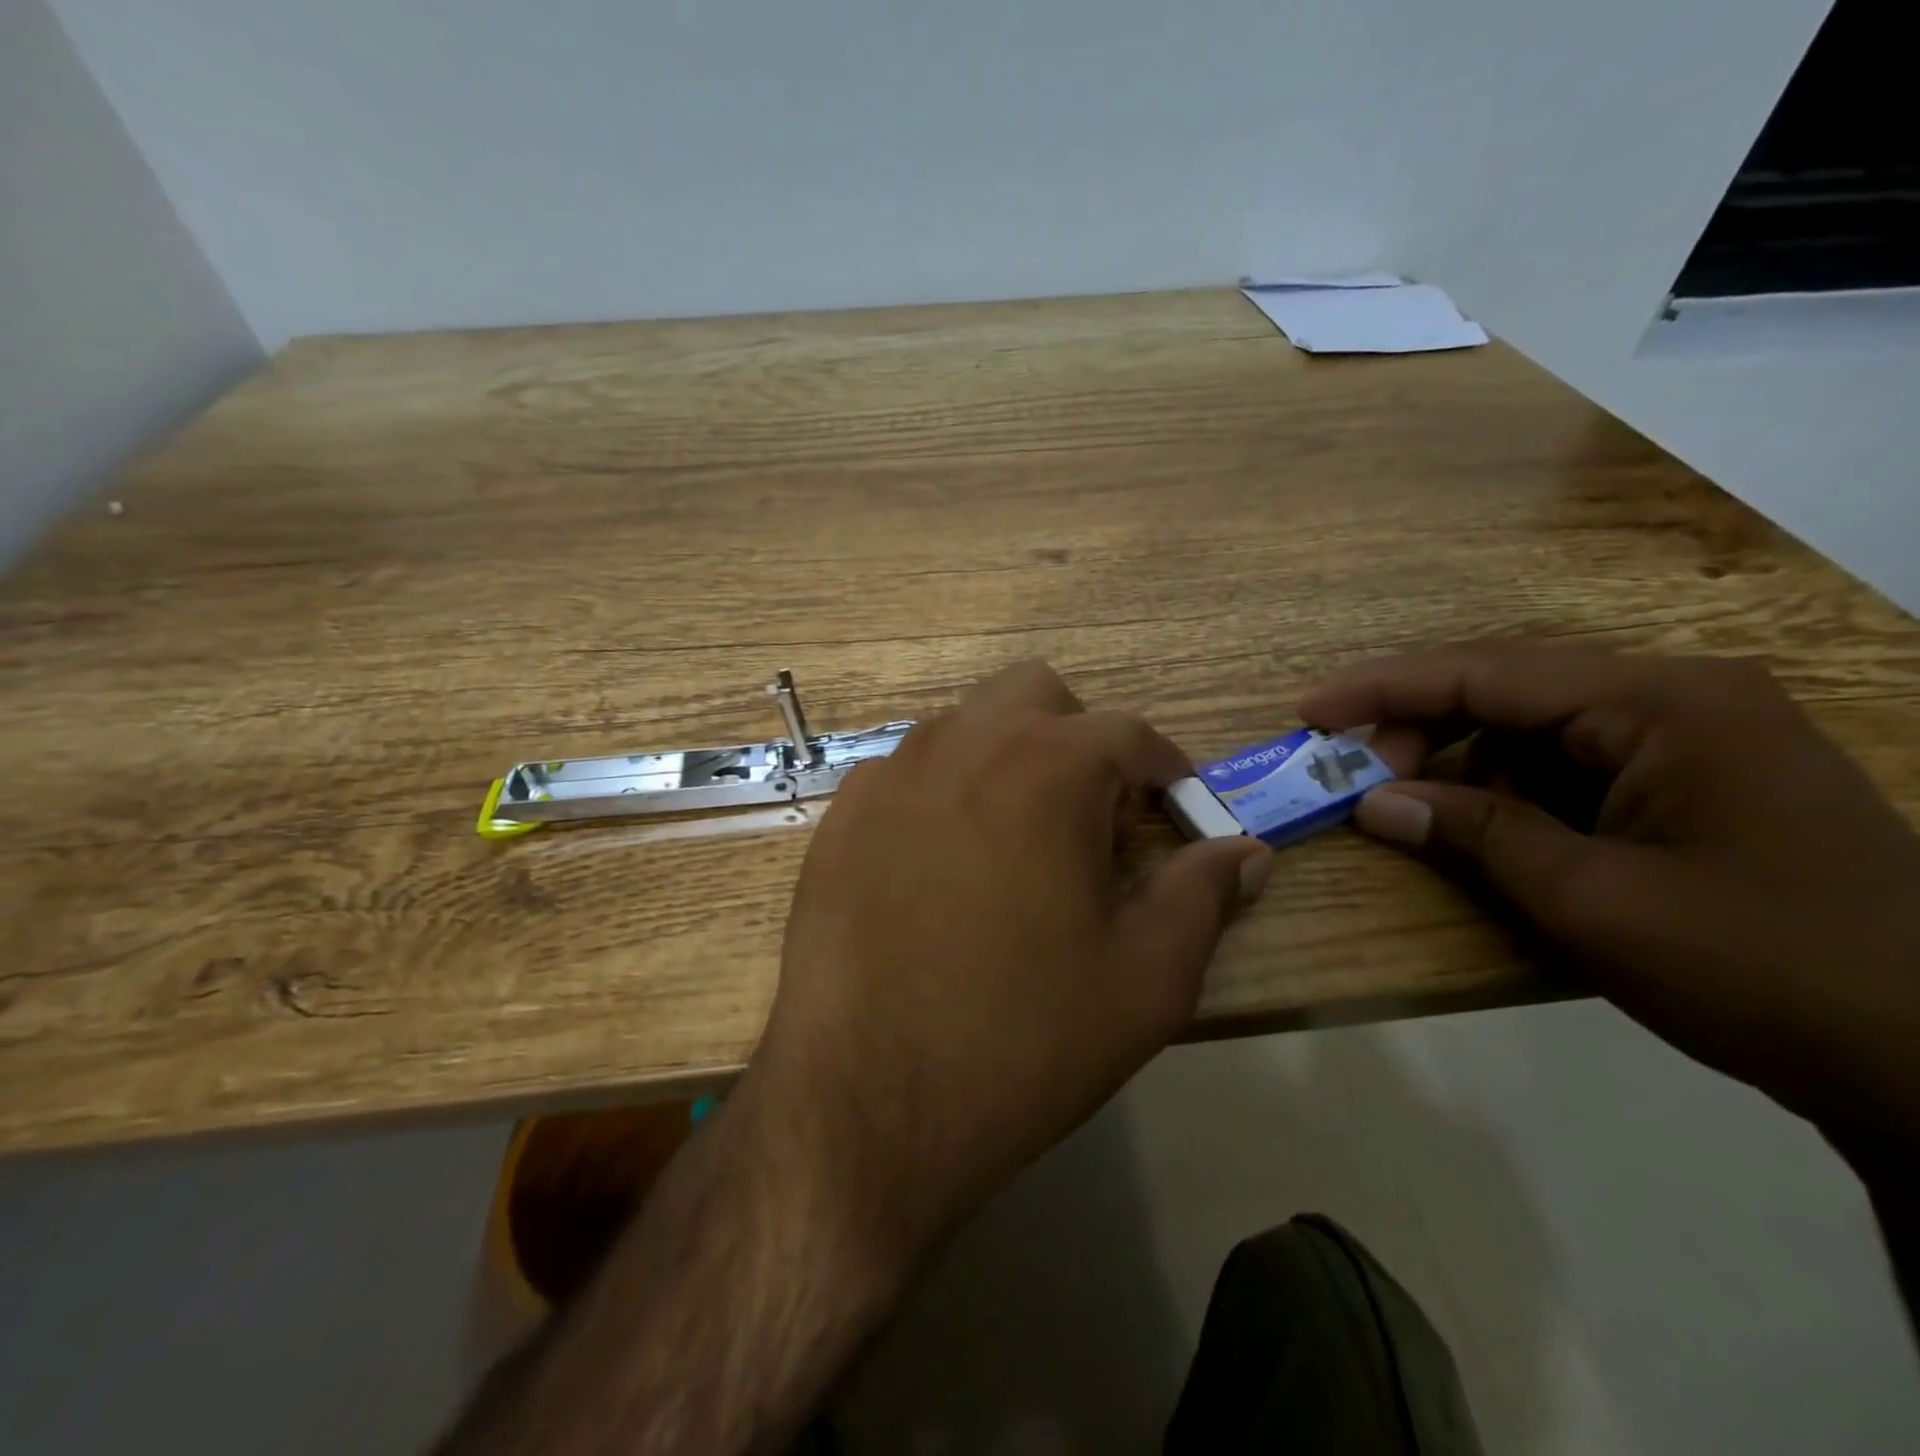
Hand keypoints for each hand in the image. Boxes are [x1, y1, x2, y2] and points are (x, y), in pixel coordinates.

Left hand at [743, 661, 1270, 1274]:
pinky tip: (942, 869)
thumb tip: (1246, 851)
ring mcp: (889, 774)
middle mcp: (962, 743)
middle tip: (1094, 819)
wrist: (863, 1104)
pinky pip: (907, 774)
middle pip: (1038, 696)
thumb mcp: (1145, 978)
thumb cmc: (1022, 1039)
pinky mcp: (840, 816)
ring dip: (1009, 760)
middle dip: (1081, 740)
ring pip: (967, 726)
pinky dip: (943, 794)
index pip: (1130, 734)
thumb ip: (1204, 895)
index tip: (1180, 813)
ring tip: (1019, 845)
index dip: (1168, 771)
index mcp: (1047, 765)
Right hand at [1300, 642, 1919, 1150]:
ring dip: (1463, 765)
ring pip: (1535, 728)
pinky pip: (1572, 764)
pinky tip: (1484, 828)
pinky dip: (1511, 791)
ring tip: (1413, 811)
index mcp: (1662, 702)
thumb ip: (1472, 833)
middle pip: (1508, 691)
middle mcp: (1677, 697)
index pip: (1487, 673)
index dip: (1383, 689)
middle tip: (1358, 780)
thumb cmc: (1758, 966)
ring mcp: (1692, 737)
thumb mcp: (1590, 898)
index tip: (1308, 710)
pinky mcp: (1694, 779)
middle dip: (1421, 730)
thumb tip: (1371, 802)